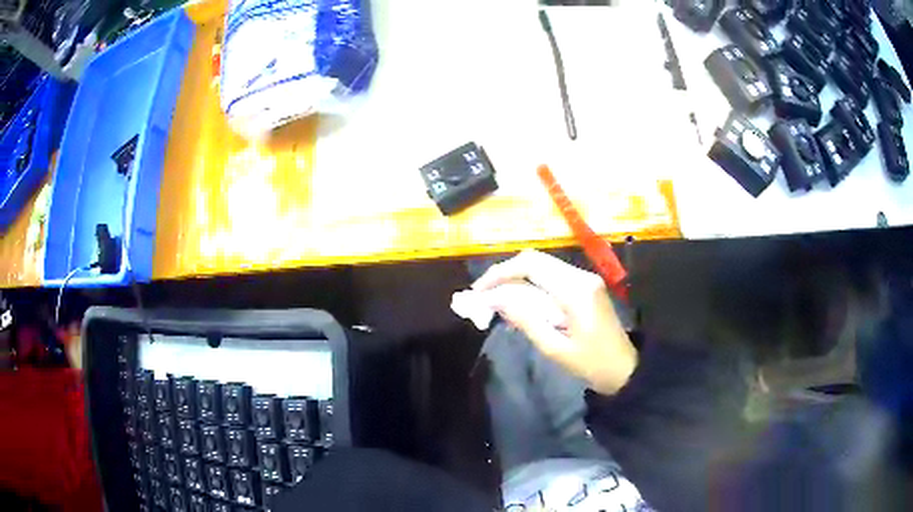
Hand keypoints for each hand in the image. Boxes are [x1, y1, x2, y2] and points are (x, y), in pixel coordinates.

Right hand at [473, 250, 637, 394]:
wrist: (625, 369)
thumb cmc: (592, 364)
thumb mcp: (555, 348)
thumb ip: (525, 320)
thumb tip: (494, 299)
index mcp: (576, 290)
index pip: (531, 265)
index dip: (500, 273)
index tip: (479, 291)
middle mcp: (581, 276)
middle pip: (535, 260)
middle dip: (505, 274)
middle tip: (483, 295)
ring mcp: (585, 278)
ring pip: (542, 266)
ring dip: (516, 279)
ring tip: (495, 301)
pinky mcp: (585, 286)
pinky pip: (552, 277)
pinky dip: (530, 285)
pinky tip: (518, 303)